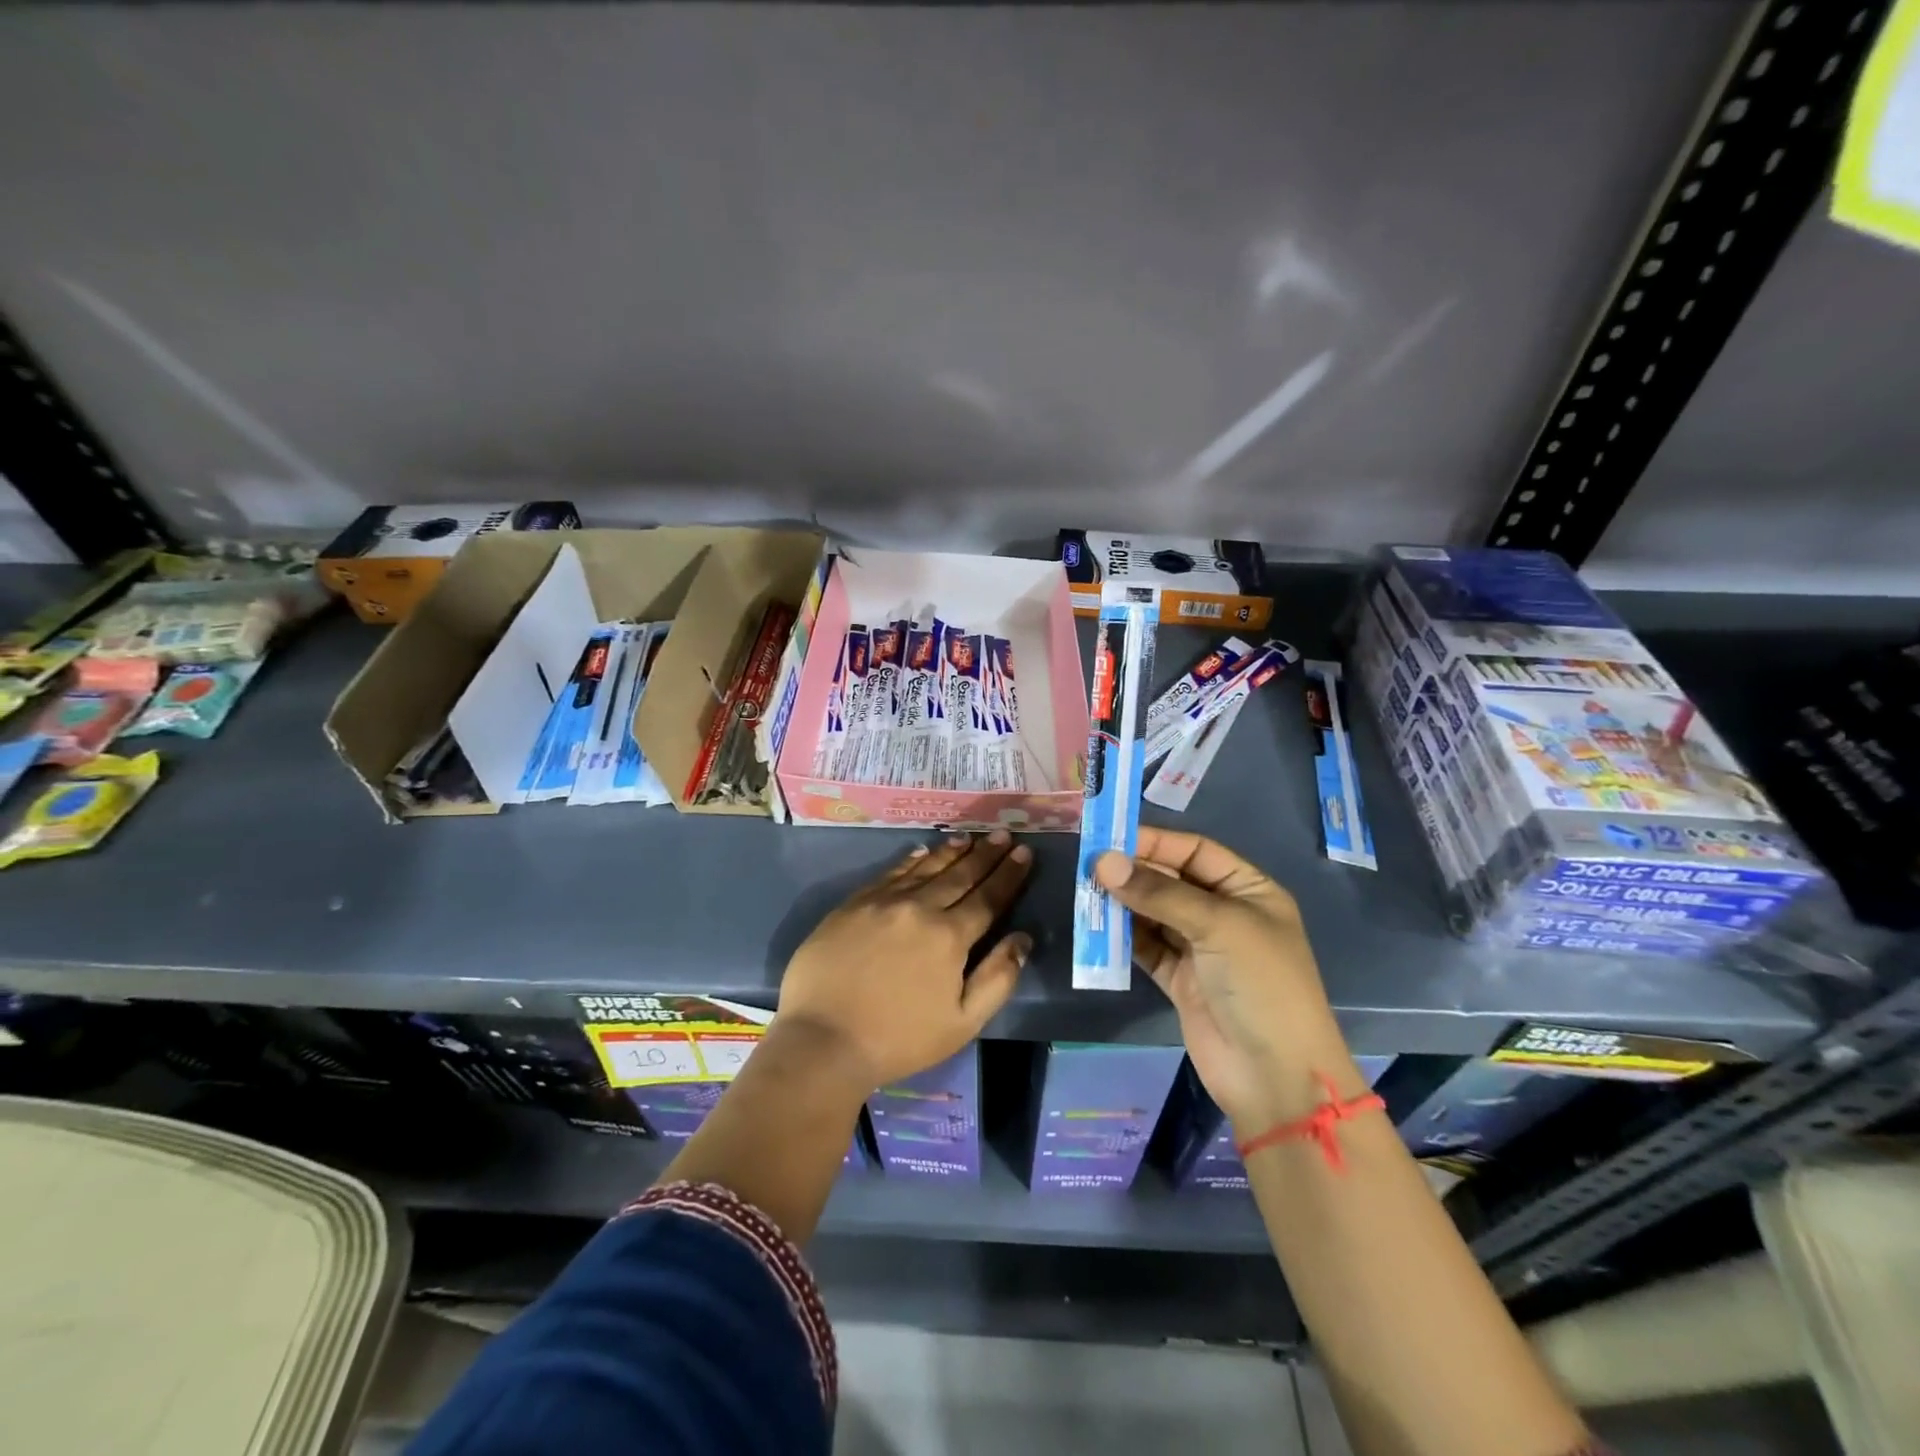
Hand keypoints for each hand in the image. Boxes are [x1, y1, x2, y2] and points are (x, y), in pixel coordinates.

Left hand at [777, 831, 1032, 1093]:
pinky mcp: (853, 904)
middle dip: (985, 854)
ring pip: (925, 868)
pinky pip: (890, 873)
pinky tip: (921, 851)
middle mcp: (919, 908)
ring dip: (951, 852)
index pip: (988, 898)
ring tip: (968, 837)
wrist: (823, 1039)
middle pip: (959, 875)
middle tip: (1002, 834)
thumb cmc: (899, 1039)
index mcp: (949, 937)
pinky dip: (910, 859)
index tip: (1024, 852)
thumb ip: (997, 978)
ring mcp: (883, 902)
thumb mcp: (962, 1022)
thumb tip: (1023, 939)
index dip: (1008, 875)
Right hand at [1094, 829, 1357, 1129]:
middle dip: (1134, 872)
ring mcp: (1201, 949)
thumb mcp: (1218, 926)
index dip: (1155, 842)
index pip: (1195, 852)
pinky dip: (1123, 937)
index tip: (1109, 837)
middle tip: (1088, 865)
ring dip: (1124, 903)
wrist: (1275, 1078)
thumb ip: (1158, 893)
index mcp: (1249, 891)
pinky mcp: (1180, 980)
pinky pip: (1146, 947)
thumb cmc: (1261, 985)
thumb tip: (1102, 862)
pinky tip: (1097, 926)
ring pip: (1154, 913)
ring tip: (1086, 892)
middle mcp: (1224, 914)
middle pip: (1171, 881)